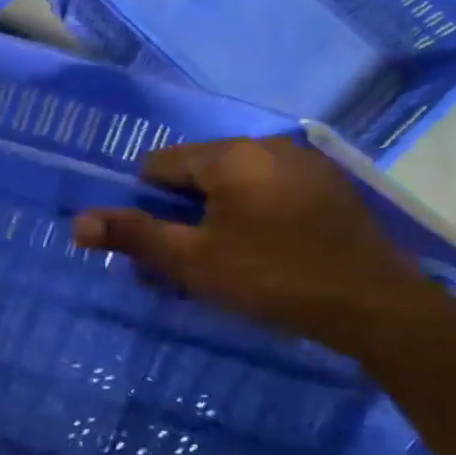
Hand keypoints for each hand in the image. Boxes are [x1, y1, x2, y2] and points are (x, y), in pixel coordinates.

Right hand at [73, 136, 455, 358]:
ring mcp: (304, 165)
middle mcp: (267, 145)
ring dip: (215, 218)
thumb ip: (133, 236)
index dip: (146, 205)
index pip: (159, 165)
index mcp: (230, 154)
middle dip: (180, 215)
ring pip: (234, 186)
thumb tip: (76, 223)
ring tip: (223, 264)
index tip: (158, 246)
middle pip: (197, 174)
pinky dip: (252, 217)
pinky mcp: (329, 189)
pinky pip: (268, 193)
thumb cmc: (273, 279)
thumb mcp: (193, 261)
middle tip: (185, 263)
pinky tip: (265, 255)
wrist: (379, 309)